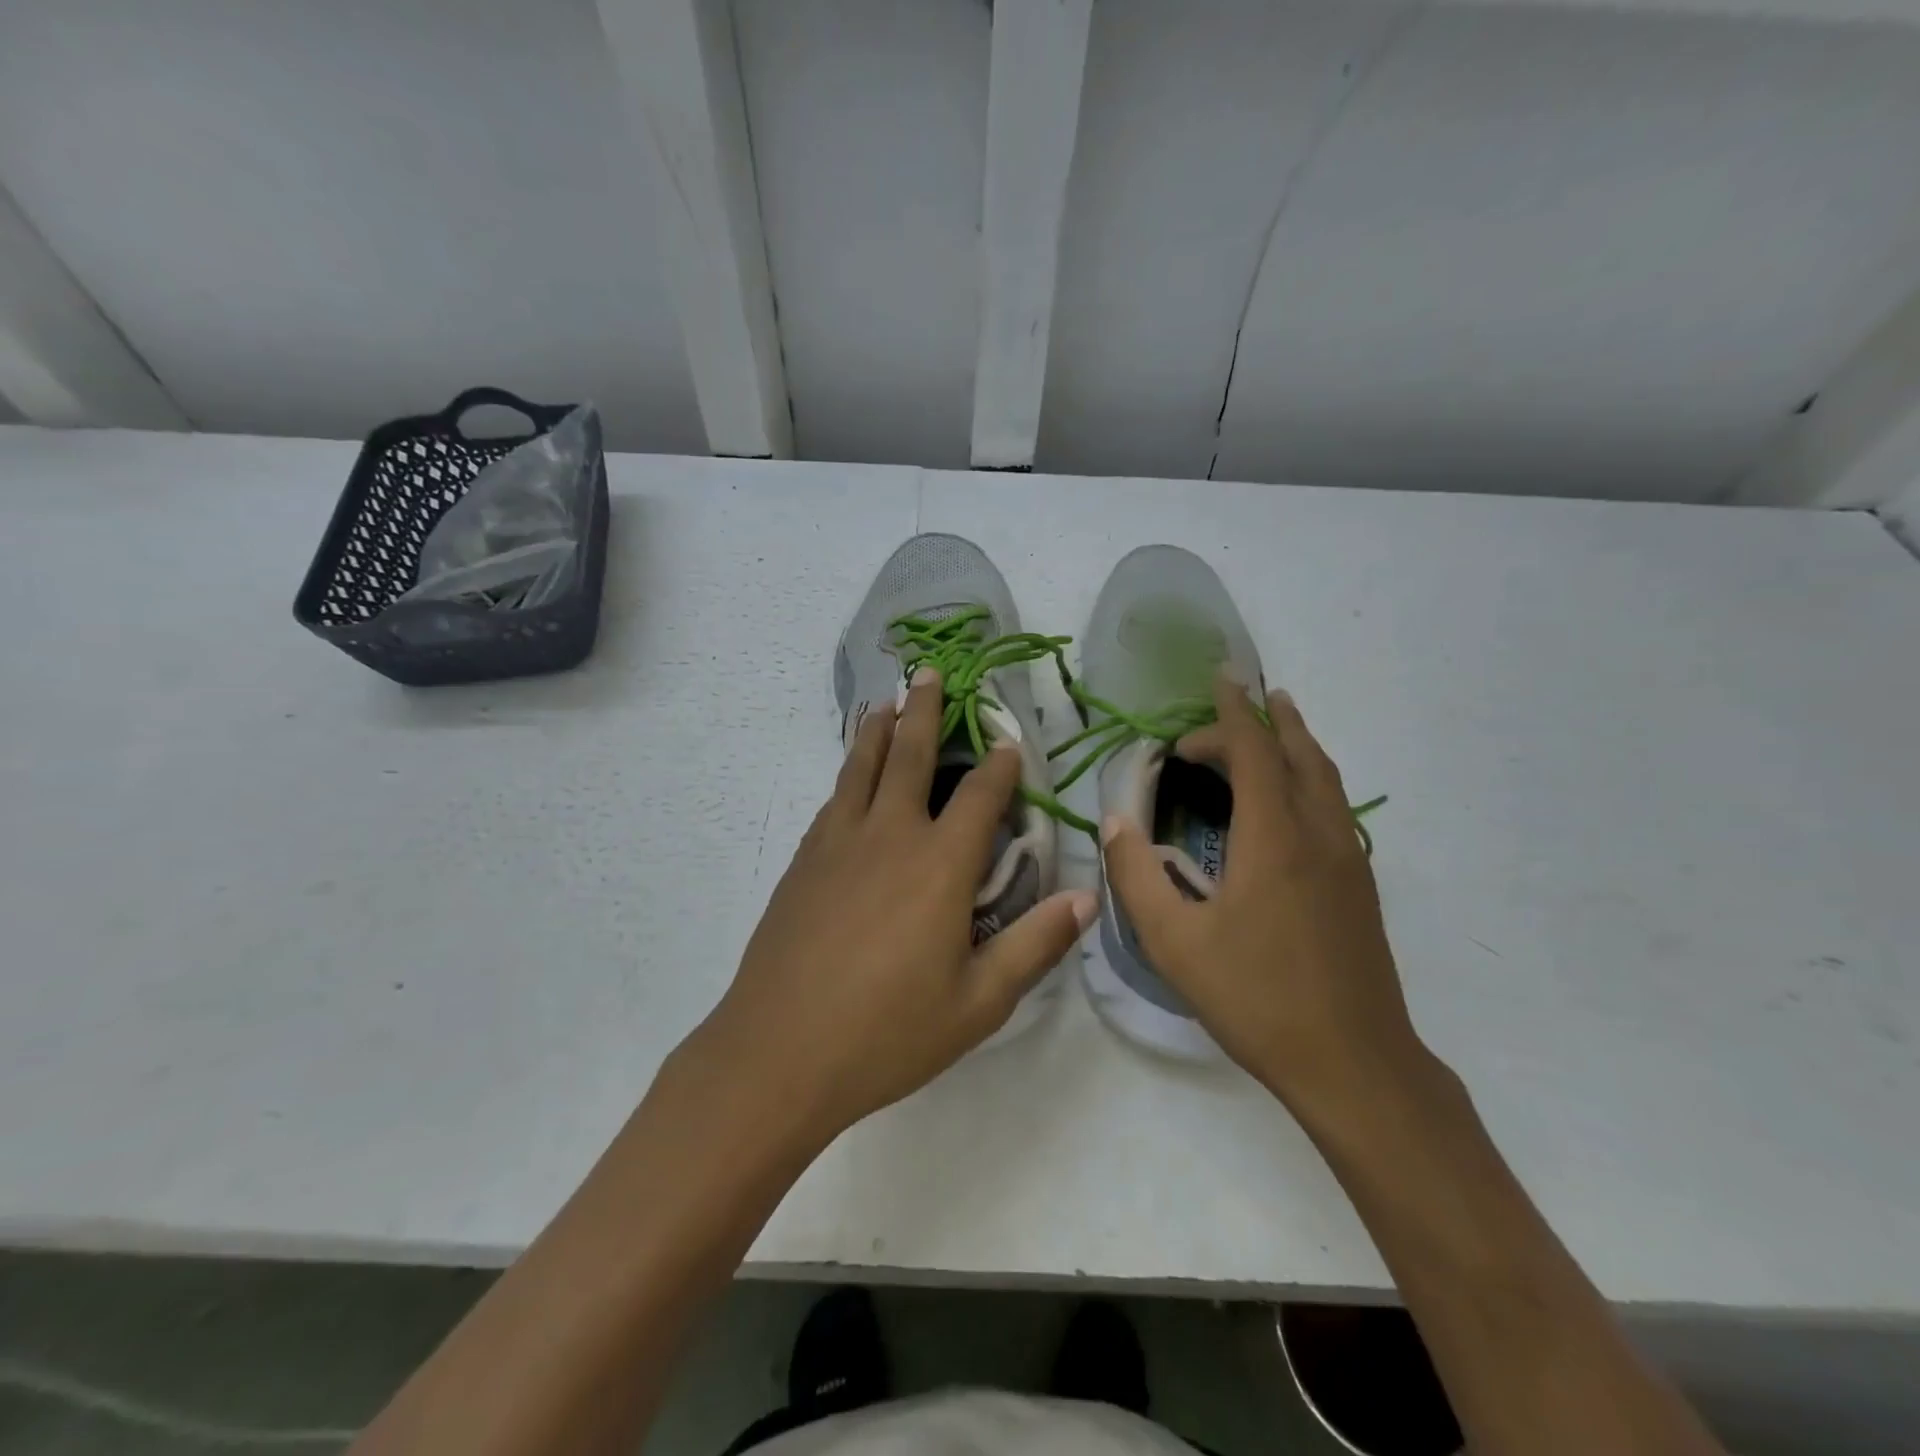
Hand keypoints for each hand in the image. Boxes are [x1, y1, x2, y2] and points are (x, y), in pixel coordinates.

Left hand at [691, 668, 1094, 1143]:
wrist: (778, 1051)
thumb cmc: (888, 1032)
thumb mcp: (978, 1002)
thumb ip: (1034, 944)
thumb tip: (1087, 897)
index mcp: (940, 865)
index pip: (979, 796)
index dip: (999, 765)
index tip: (1008, 741)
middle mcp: (890, 836)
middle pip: (909, 756)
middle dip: (923, 710)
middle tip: (928, 672)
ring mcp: (838, 843)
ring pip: (860, 768)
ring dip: (876, 730)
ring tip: (883, 702)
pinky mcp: (803, 861)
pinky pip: (834, 801)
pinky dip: (847, 775)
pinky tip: (849, 779)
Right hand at [1102, 675, 1423, 1112]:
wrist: (1354, 1063)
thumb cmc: (1255, 998)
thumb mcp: (1174, 941)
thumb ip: (1136, 875)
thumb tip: (1114, 822)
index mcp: (1273, 838)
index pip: (1253, 750)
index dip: (1231, 713)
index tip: (1216, 681)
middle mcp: (1318, 834)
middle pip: (1297, 752)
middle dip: (1263, 719)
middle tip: (1230, 705)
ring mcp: (1347, 859)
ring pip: (1325, 776)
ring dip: (1296, 741)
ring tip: (1276, 721)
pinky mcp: (1359, 885)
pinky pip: (1334, 804)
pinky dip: (1311, 775)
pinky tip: (1292, 796)